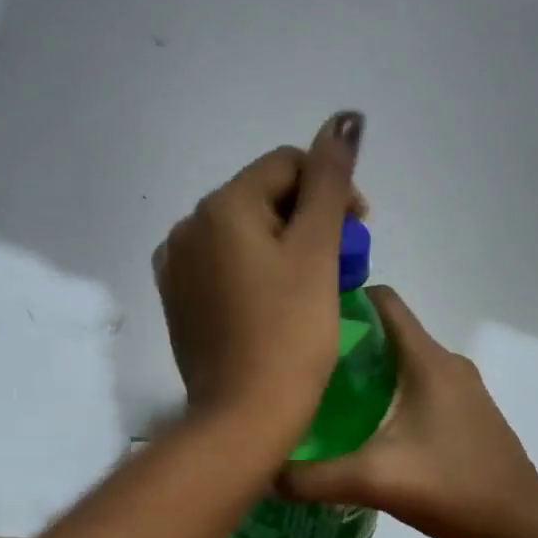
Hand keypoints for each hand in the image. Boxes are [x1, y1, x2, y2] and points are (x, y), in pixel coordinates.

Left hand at [154, 112, 364, 448]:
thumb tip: (343, 119)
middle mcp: (187, 227)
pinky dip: (255, 271)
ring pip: (243, 233)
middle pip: (262, 197)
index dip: (332, 188)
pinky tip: (276, 303)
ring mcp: (176, 267)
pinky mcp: (178, 301)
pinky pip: (223, 266)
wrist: (241, 418)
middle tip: (341, 262)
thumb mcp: (316, 251)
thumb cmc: (289, 335)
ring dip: (284, 245)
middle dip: (308, 218)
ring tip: (313, 285)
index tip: (361, 229)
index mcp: (219, 206)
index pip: (286, 165)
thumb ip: (330, 180)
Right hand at [274, 287, 537, 537]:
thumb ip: (312, 478)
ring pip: (404, 360)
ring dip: (368, 368)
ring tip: (324, 394)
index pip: (384, 301)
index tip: (305, 317)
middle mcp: (447, 363)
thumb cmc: (452, 487)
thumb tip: (262, 474)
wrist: (523, 526)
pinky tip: (366, 426)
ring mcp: (462, 388)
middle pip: (389, 331)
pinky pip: (420, 384)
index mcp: (427, 360)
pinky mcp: (467, 413)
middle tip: (302, 364)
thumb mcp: (373, 481)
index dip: (345, 299)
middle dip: (346, 340)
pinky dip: (390, 390)